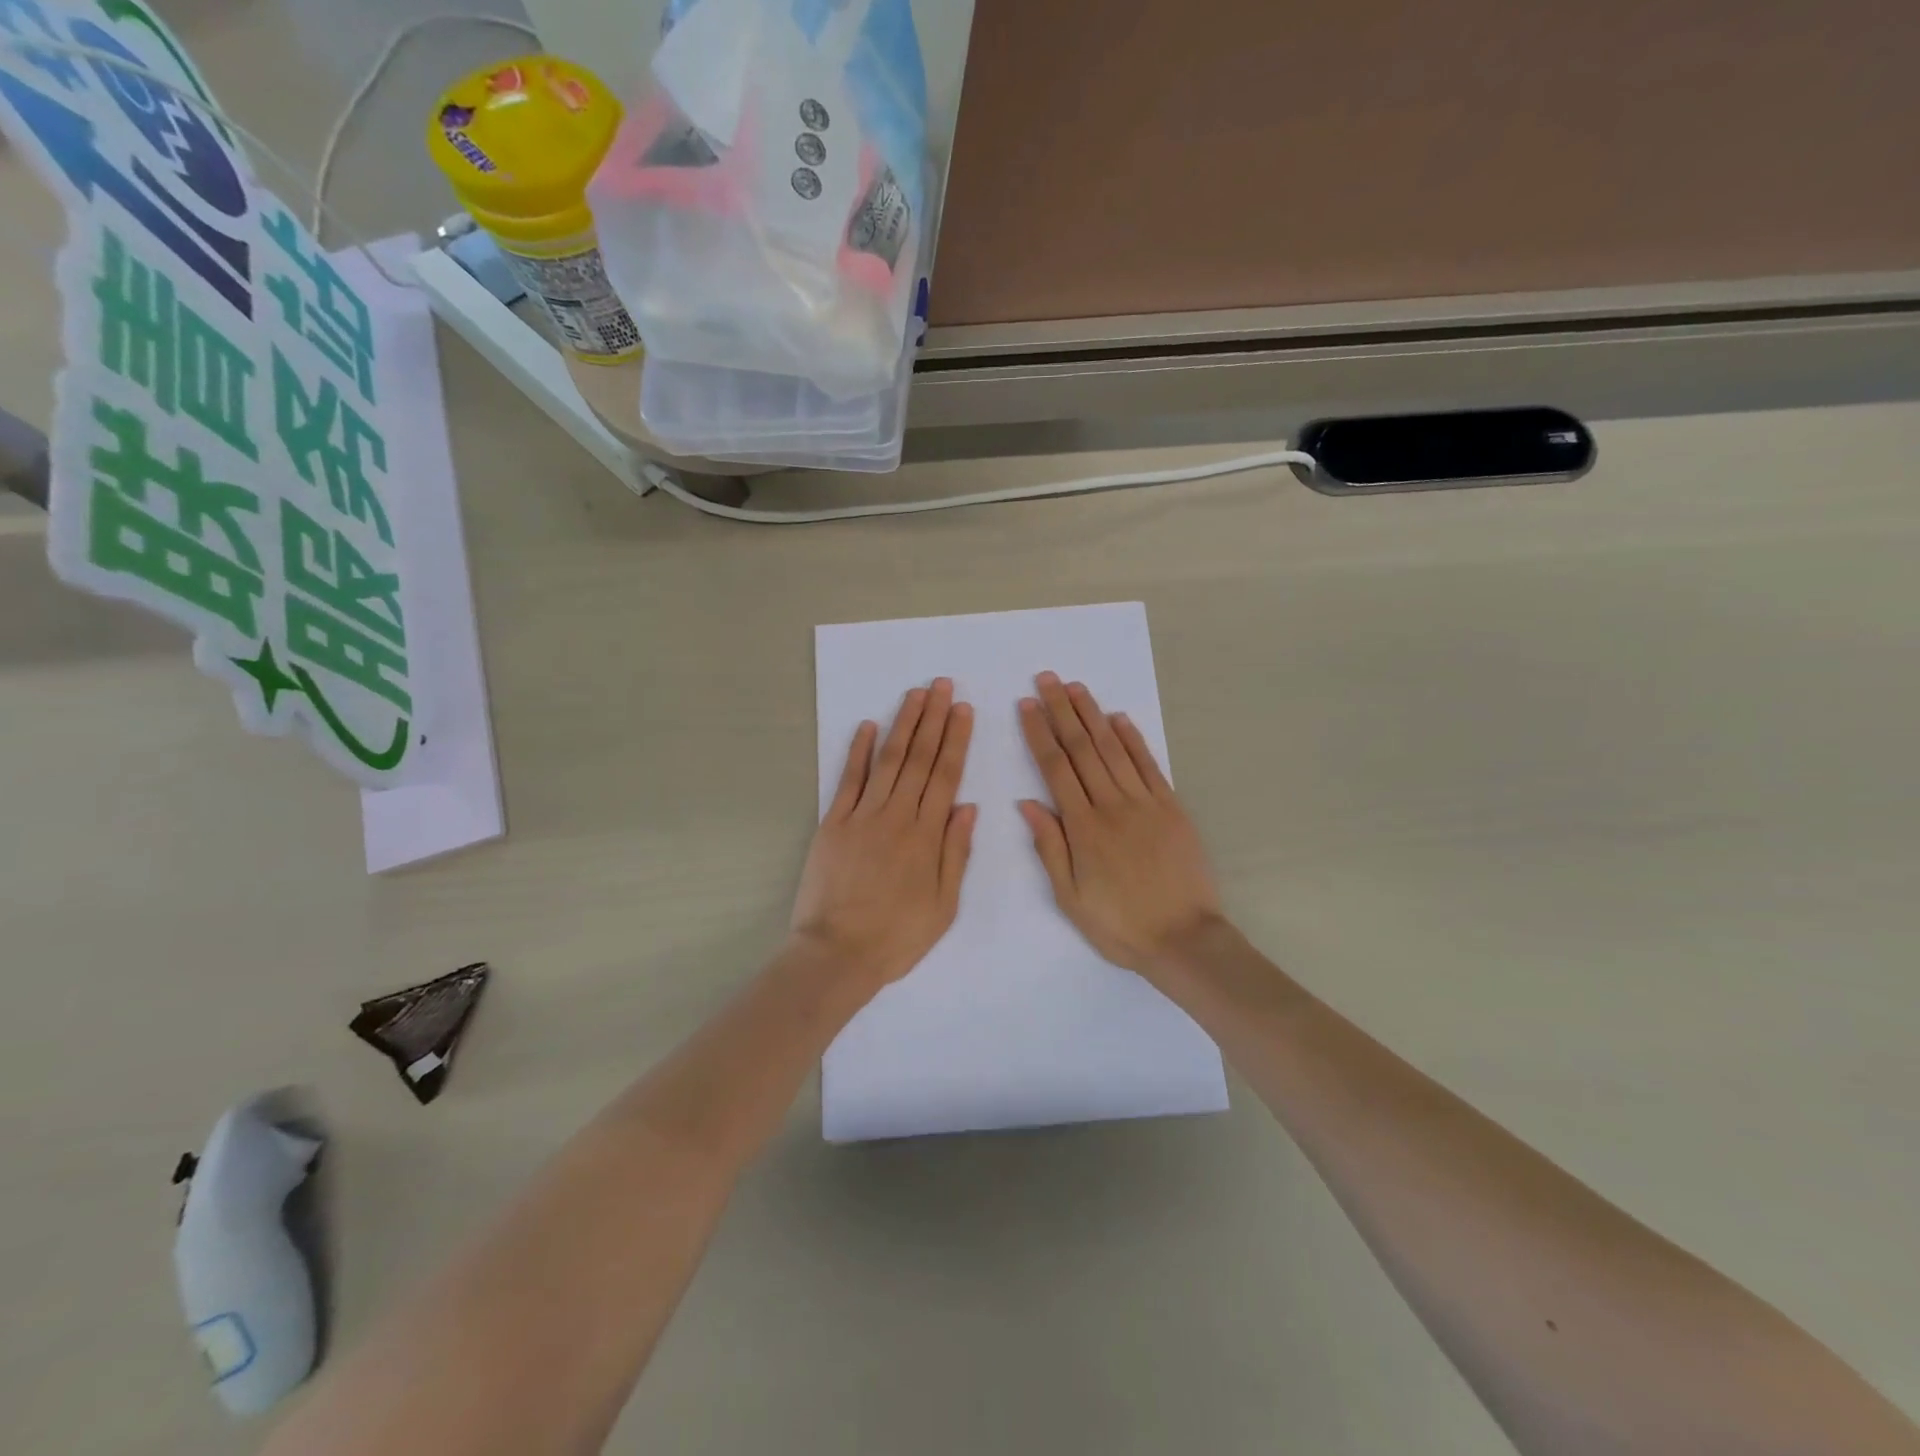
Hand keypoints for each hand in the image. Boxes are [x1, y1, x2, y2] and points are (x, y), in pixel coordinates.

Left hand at [791, 678, 976, 988]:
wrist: (836, 954)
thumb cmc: (897, 936)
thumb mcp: (944, 905)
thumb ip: (955, 852)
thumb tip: (967, 806)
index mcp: (926, 835)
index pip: (945, 775)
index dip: (956, 739)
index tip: (962, 709)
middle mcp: (896, 816)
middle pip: (918, 758)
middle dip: (932, 718)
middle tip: (941, 684)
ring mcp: (861, 816)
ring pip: (886, 760)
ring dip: (902, 724)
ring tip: (915, 694)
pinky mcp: (832, 823)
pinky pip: (847, 780)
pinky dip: (857, 751)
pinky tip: (867, 726)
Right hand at [1018, 672, 1225, 979]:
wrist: (1185, 939)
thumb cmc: (1120, 925)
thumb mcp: (1070, 897)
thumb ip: (1049, 847)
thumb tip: (1027, 803)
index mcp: (1083, 828)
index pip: (1055, 769)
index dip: (1039, 733)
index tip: (1026, 706)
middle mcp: (1112, 805)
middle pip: (1082, 749)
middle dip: (1062, 710)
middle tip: (1047, 679)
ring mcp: (1145, 803)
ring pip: (1113, 749)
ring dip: (1093, 715)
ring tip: (1076, 688)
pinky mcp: (1171, 807)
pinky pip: (1148, 765)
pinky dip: (1133, 739)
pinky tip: (1119, 718)